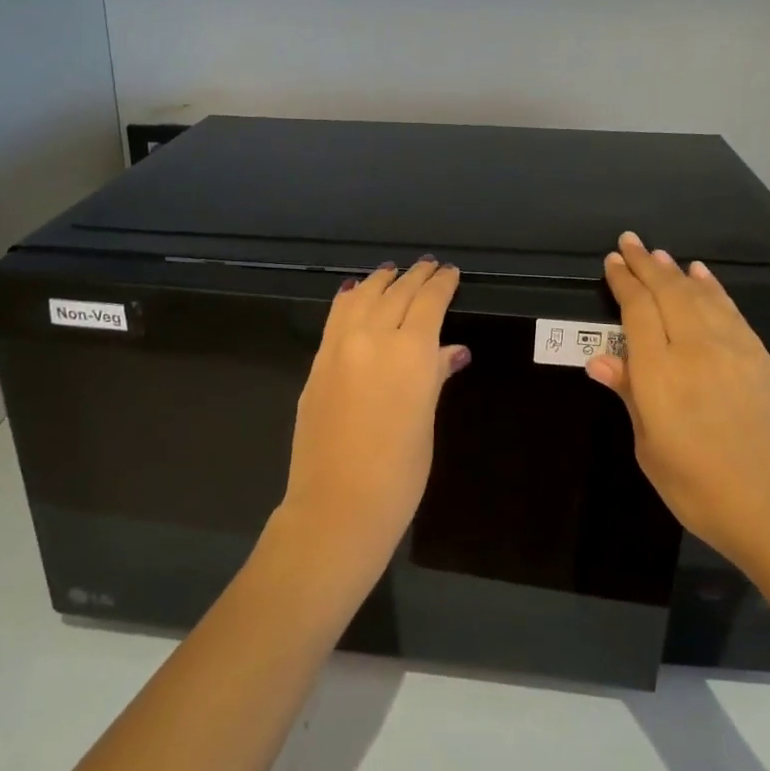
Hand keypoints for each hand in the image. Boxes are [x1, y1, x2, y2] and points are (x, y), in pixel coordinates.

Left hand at [274, 259, 469, 585]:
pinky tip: (355, 293)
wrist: (338, 506)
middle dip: (414, 276)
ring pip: (362, 298)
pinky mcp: (317, 364)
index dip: (441, 284)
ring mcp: (339, 349)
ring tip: (391, 271)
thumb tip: (452, 351)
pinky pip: (336, 317)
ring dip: (380, 281)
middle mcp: (374, 339)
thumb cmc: (399, 473)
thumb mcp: (426, 422)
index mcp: (412, 353)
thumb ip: (435, 377)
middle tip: (427, 265)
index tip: (450, 272)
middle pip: (396, 293)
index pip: (429, 302)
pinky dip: (350, 299)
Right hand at [586, 232, 769, 570]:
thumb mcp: (649, 447)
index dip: (624, 283)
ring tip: (660, 255)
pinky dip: (713, 289)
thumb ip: (629, 394)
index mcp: (660, 372)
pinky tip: (703, 278)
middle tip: (630, 241)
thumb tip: (600, 359)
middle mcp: (696, 349)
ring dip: (677, 272)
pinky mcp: (762, 360)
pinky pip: (731, 312)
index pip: (638, 311)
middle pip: (668, 293)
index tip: (612, 261)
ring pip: (701, 296)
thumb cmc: (696, 487)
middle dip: (646, 264)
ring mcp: (735, 351)